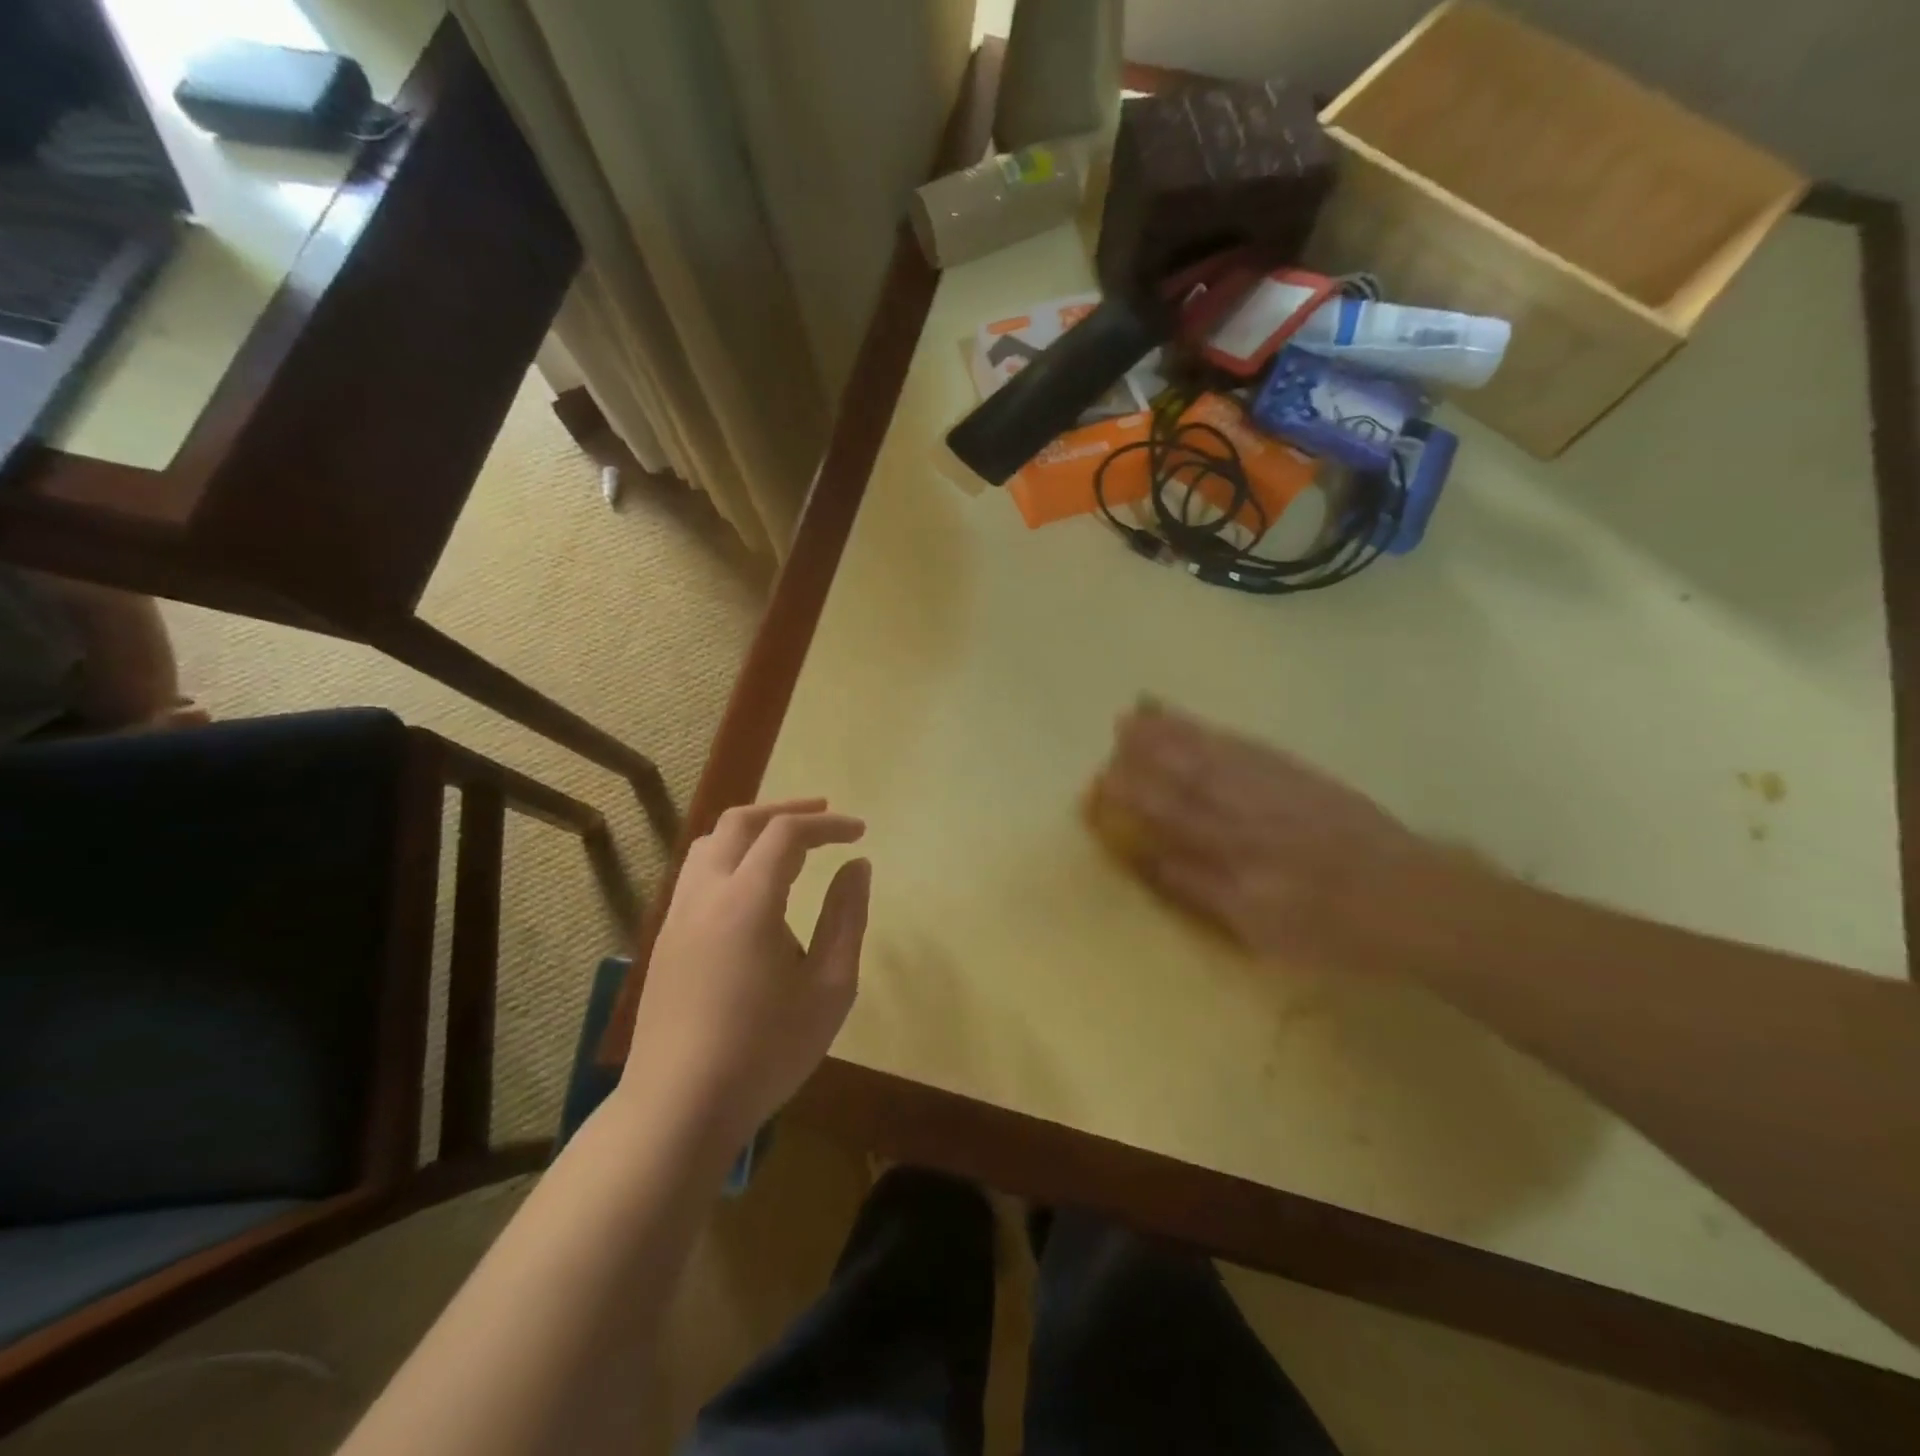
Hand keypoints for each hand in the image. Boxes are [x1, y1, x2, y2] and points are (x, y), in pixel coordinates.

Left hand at [624, 799, 869, 1146]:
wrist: (679, 1108)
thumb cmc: (766, 1051)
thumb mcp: (829, 988)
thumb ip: (846, 917)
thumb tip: (857, 867)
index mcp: (748, 900)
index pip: (787, 833)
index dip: (828, 824)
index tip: (860, 832)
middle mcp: (705, 893)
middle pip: (740, 821)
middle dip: (785, 810)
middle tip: (824, 815)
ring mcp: (677, 914)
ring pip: (710, 843)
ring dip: (752, 829)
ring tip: (788, 841)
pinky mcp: (665, 938)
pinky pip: (697, 872)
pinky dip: (730, 855)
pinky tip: (751, 884)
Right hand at [1093, 705, 1428, 963]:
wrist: (1416, 901)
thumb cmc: (1335, 931)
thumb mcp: (1262, 931)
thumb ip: (1204, 892)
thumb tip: (1155, 860)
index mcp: (1236, 858)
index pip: (1172, 821)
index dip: (1135, 798)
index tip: (1102, 781)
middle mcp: (1250, 816)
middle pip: (1189, 778)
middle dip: (1148, 752)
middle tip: (1117, 727)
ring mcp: (1278, 791)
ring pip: (1216, 756)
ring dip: (1177, 733)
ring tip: (1144, 711)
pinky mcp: (1303, 777)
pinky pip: (1251, 748)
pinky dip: (1219, 733)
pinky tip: (1200, 724)